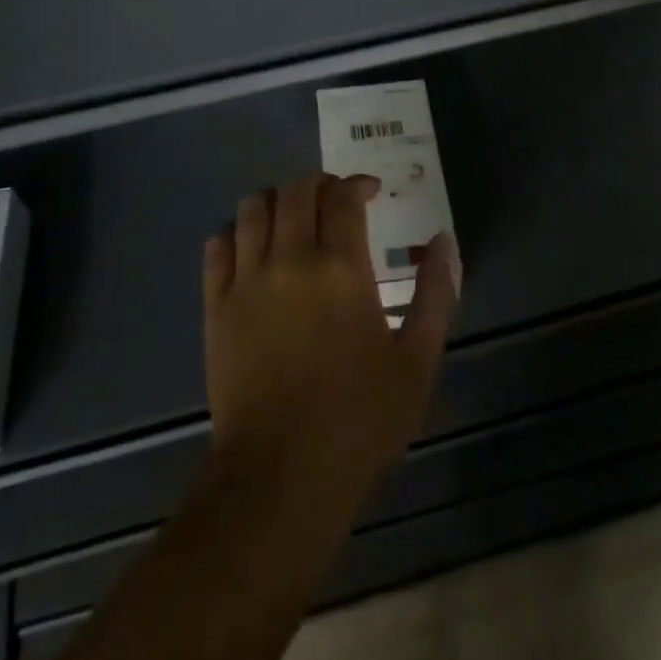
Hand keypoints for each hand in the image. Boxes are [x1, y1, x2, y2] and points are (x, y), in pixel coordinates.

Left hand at [202, 174, 458, 510]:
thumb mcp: (417, 362)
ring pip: (253, 207)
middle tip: (334, 202)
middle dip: (319, 185)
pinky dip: (236, 232)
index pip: (342, 196)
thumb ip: (436, 294)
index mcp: (341, 268)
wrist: (282, 475)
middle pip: (296, 190)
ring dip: (277, 201)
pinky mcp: (216, 304)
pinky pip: (218, 244)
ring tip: (293, 219)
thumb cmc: (359, 420)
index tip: (370, 192)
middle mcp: (291, 259)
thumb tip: (444, 240)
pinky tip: (253, 248)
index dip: (357, 184)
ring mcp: (247, 279)